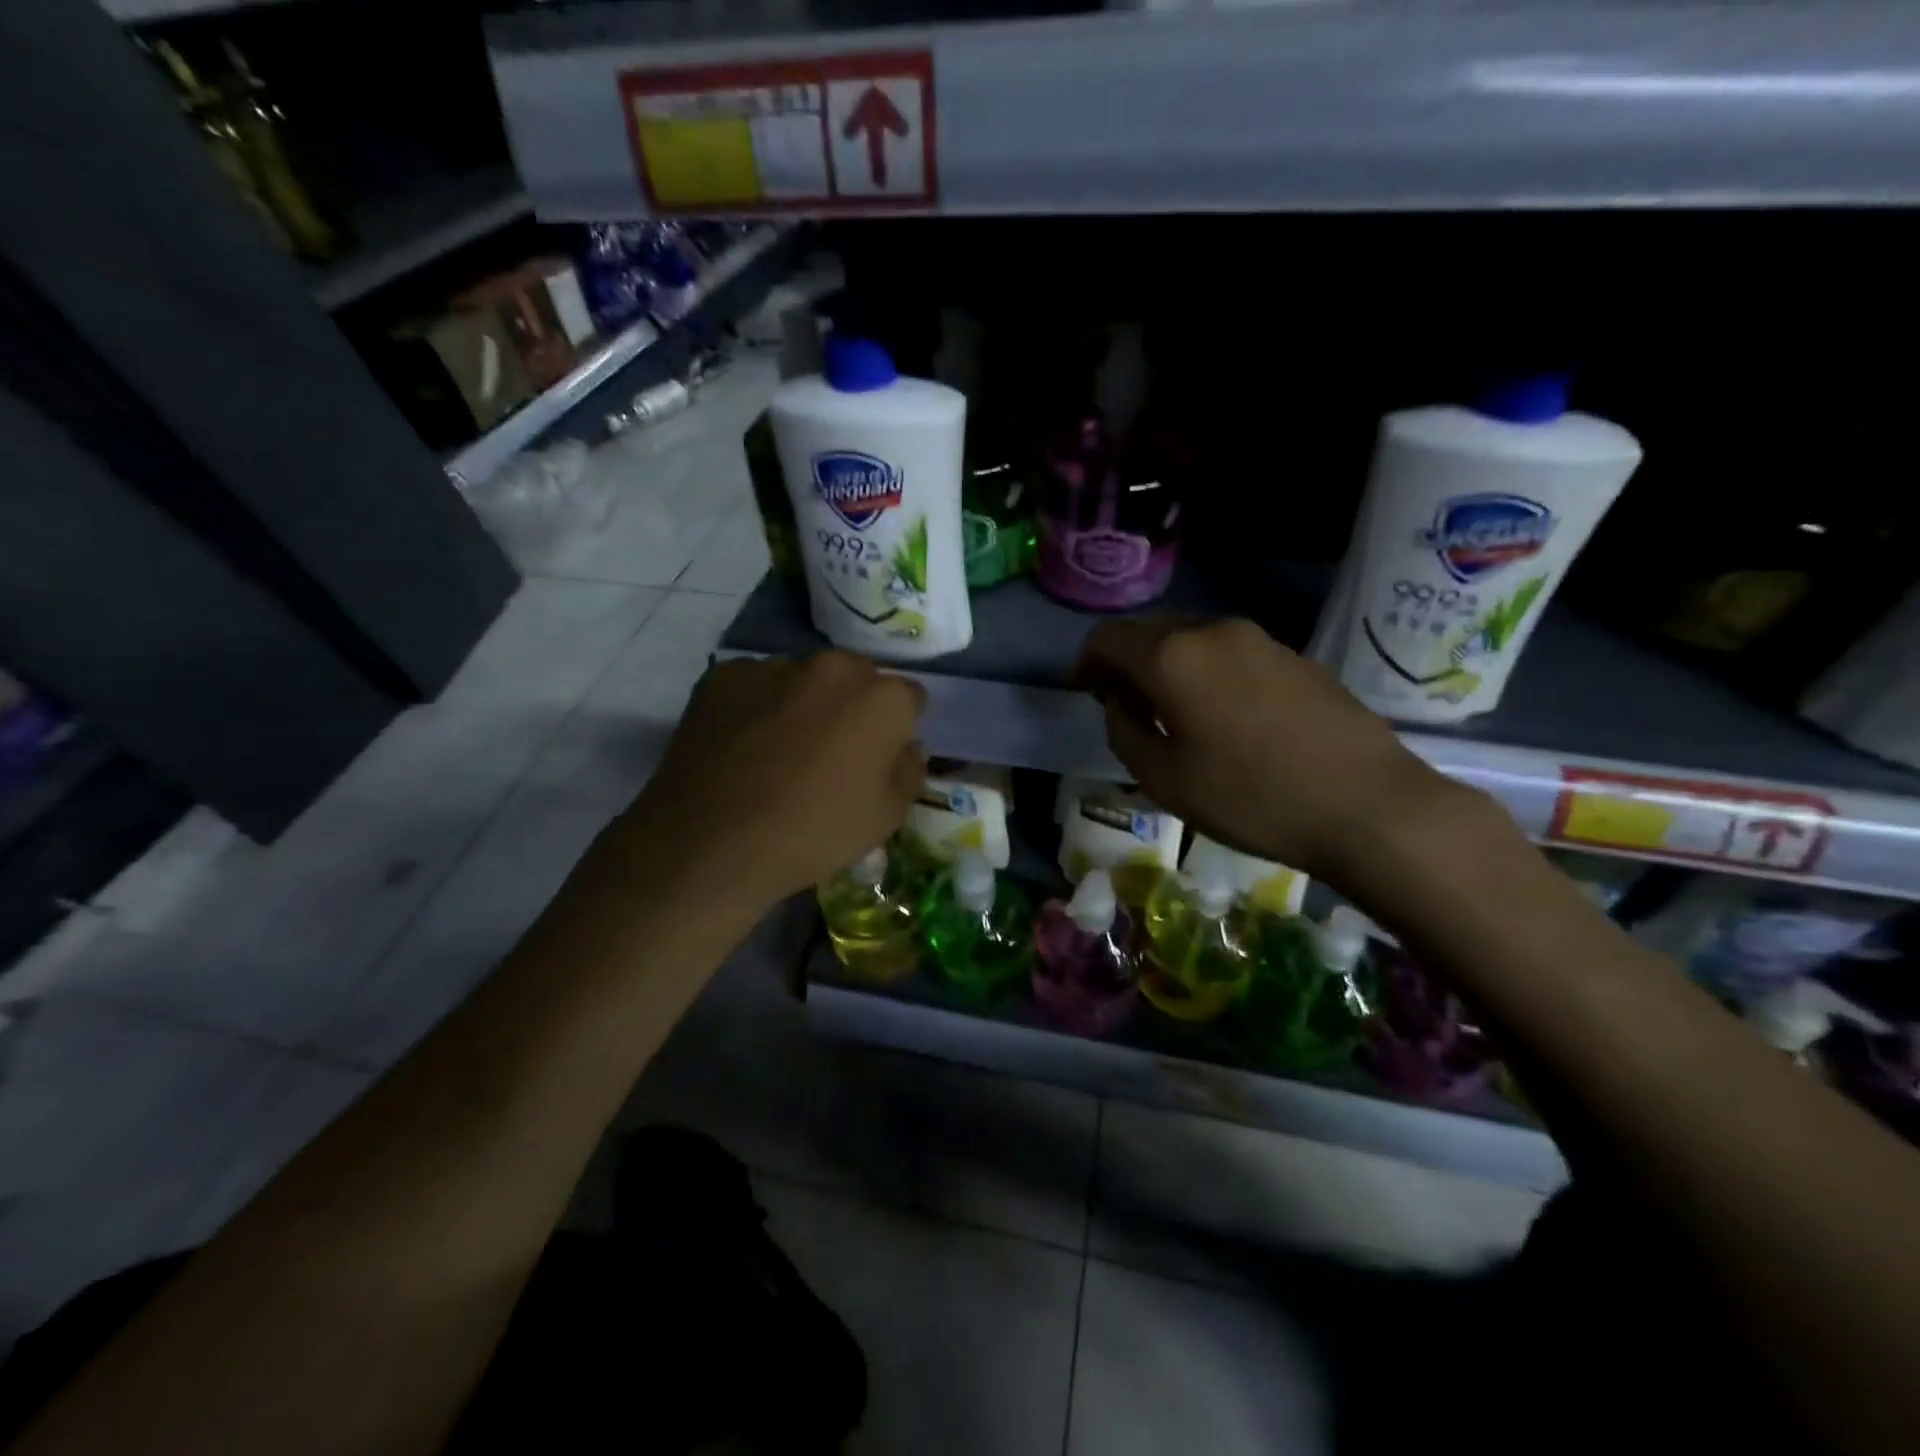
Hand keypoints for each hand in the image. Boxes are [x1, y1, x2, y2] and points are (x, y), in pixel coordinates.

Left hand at [600, 652, 926, 905]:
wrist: (712, 843)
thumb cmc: (814, 832)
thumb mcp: (886, 817)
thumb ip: (909, 770)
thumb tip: (907, 747)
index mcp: (883, 697)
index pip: (910, 698)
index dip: (899, 727)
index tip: (882, 755)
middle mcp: (833, 666)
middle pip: (856, 679)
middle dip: (852, 706)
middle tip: (832, 751)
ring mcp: (774, 666)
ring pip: (804, 679)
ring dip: (804, 702)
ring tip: (780, 749)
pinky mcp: (724, 676)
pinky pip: (756, 686)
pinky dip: (757, 706)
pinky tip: (742, 745)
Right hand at [1074, 616, 1465, 879]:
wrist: (1367, 804)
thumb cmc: (1250, 797)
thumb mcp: (1163, 779)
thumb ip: (1123, 732)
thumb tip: (1120, 705)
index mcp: (1172, 656)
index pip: (1108, 637)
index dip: (1087, 662)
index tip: (1086, 693)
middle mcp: (1213, 631)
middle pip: (1150, 632)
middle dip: (1127, 664)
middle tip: (1125, 708)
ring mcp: (1259, 639)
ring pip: (1192, 640)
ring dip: (1168, 667)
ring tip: (1174, 715)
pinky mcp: (1294, 656)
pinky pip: (1230, 653)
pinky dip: (1206, 672)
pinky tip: (1224, 716)